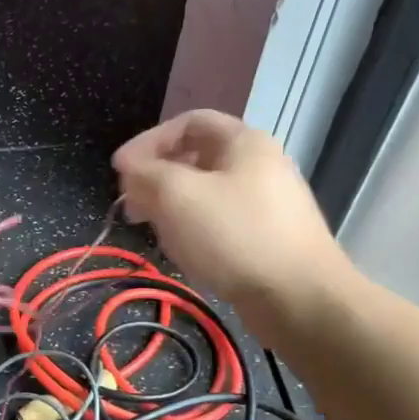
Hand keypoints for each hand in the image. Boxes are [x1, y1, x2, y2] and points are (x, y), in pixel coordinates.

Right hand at [113, 110, 357, 337]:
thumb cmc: (234, 236)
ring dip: (171, 206)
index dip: (147, 142)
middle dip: (156, 178)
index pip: (187, 123)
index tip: (120, 171)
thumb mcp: (178, 196)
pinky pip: (220, 221)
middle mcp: (259, 164)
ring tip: (153, 230)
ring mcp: (266, 202)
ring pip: (205, 193)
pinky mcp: (266, 236)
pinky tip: (183, 251)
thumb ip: (146, 173)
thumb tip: (128, 165)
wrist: (298, 297)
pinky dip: (193, 229)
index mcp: (243, 142)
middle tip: (131, 205)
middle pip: (195, 158)